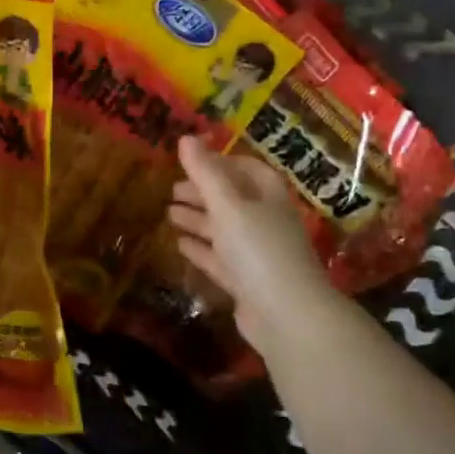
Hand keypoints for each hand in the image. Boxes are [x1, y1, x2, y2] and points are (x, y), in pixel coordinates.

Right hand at [168, 135, 343, 356]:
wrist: (287, 315)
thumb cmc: (259, 250)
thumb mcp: (228, 205)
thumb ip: (205, 173)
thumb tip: (185, 138)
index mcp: (268, 197)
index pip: (246, 169)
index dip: (219, 162)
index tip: (190, 161)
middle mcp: (265, 221)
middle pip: (232, 199)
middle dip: (202, 192)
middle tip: (171, 189)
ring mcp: (256, 253)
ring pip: (223, 229)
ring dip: (197, 219)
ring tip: (168, 213)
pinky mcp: (246, 281)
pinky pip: (219, 258)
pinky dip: (200, 249)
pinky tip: (179, 245)